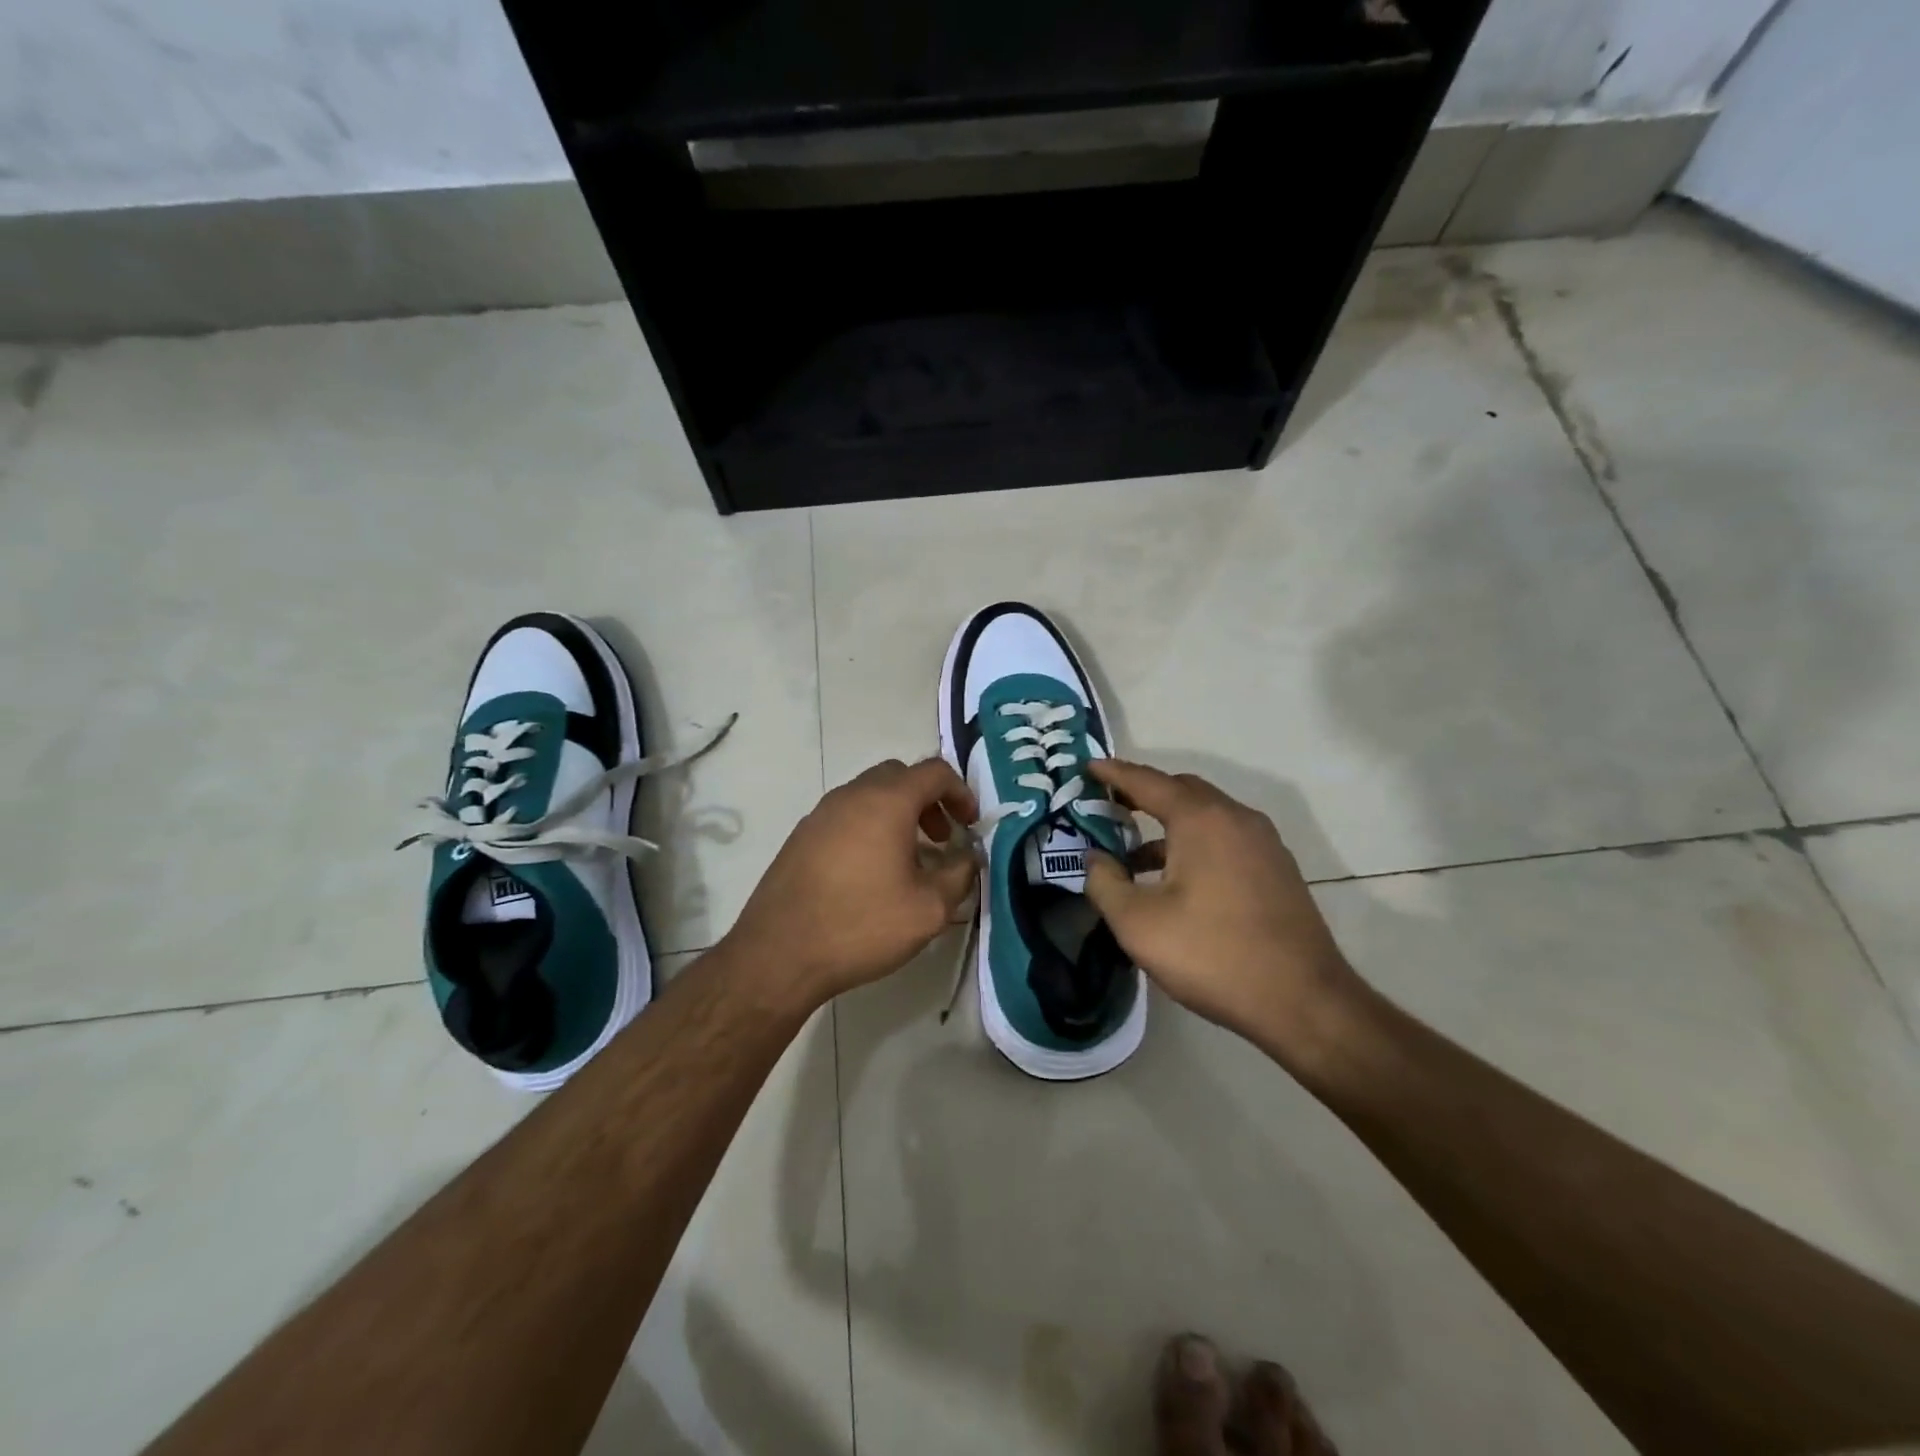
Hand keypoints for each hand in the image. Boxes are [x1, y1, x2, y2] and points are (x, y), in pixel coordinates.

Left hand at [723, 758, 977, 1007]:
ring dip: (898, 814)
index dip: (961, 792)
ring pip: (870, 795)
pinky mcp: (801, 836)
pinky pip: (846, 816)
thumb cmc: (861, 925)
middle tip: (942, 838)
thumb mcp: (928, 909)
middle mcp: (851, 795)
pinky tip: (872, 872)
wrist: (779, 954)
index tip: (970, 825)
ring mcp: (821, 813)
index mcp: (886, 801)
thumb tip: (968, 857)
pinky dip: (870, 827)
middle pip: (900, 776)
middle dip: (929, 800)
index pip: (934, 772)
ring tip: (910, 858)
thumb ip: (959, 875)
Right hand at [1083, 760, 1361, 1055]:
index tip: (1089, 767)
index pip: (1147, 781)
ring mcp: (1264, 843)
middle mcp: (1236, 818)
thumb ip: (1105, 883)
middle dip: (1143, 794)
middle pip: (1182, 791)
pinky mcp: (1277, 869)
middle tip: (1109, 808)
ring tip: (1134, 857)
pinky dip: (1195, 843)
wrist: (1304, 1002)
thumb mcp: (1138, 924)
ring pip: (1206, 816)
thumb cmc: (1212, 954)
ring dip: (1169, 825)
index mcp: (1201, 819)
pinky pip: (1226, 839)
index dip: (1114, 773)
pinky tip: (1177, 881)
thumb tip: (1095, 858)